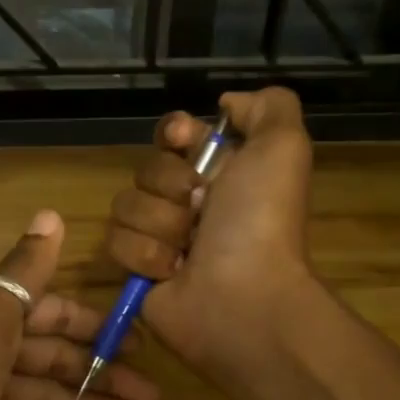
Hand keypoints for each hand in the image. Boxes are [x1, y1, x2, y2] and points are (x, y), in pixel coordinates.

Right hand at [103, 88, 316, 377]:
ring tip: (189, 250)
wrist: (241, 297)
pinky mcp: (136, 269)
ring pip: (126, 205)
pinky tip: (173, 272)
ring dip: (160, 225)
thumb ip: (267, 107)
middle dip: (171, 187)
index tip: (183, 141)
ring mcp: (160, 236)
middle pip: (146, 169)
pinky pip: (116, 242)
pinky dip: (146, 256)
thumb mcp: (283, 147)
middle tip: (201, 210)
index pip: (174, 134)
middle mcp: (189, 202)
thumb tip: (226, 102)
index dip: (174, 133)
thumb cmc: (260, 222)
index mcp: (221, 172)